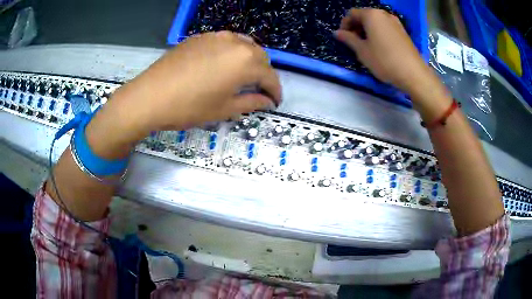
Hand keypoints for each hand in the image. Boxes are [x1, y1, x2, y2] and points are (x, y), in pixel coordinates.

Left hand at [85, 31, 281, 158]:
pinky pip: (225, 41)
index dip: (275, 91)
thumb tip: (267, 101)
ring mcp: (217, 36)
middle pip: (260, 57)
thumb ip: (251, 102)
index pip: (270, 76)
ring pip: (244, 45)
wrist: (150, 96)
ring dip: (249, 60)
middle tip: (258, 90)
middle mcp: (236, 43)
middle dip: (264, 74)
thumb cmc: (189, 107)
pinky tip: (222, 64)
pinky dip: (232, 52)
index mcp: (245, 62)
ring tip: (242, 76)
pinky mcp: (201, 37)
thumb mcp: (224, 109)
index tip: (275, 101)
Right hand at [334, 9, 434, 94]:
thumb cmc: (384, 60)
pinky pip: (386, 28)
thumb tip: (337, 33)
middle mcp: (384, 14)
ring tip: (367, 46)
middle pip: (365, 16)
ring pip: (376, 22)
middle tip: (354, 42)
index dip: (345, 25)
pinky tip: (380, 47)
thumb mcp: (362, 51)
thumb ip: (348, 39)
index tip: (343, 38)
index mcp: (371, 15)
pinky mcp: (403, 32)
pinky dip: (379, 33)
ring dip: (368, 30)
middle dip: (356, 27)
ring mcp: (395, 22)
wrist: (413, 74)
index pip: (352, 14)